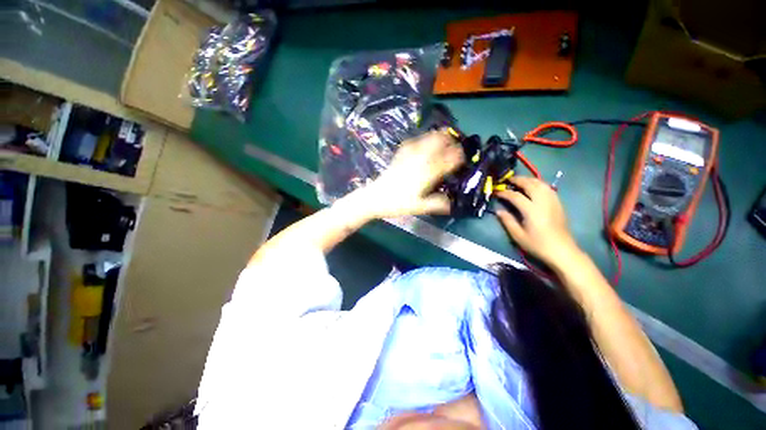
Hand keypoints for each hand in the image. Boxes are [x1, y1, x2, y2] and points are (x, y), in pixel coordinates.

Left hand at [357, 130, 463, 218]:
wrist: (375, 198)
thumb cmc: (397, 204)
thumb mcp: (419, 207)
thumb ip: (437, 204)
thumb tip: (452, 205)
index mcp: (427, 173)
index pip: (448, 159)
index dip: (458, 156)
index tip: (463, 158)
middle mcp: (420, 160)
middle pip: (438, 141)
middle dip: (449, 141)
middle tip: (454, 147)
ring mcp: (408, 155)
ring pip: (427, 138)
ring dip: (437, 137)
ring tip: (442, 142)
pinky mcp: (400, 155)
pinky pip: (414, 141)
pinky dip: (422, 139)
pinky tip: (423, 145)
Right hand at [495, 176, 580, 266]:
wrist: (562, 251)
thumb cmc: (538, 245)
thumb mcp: (518, 236)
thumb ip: (507, 221)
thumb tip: (498, 210)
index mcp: (532, 210)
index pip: (515, 196)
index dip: (504, 192)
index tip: (496, 192)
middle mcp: (543, 202)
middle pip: (530, 184)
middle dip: (517, 180)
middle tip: (507, 180)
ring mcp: (553, 201)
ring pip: (540, 184)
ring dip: (529, 180)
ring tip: (519, 181)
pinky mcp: (558, 203)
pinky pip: (548, 188)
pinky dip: (539, 184)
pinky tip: (534, 187)